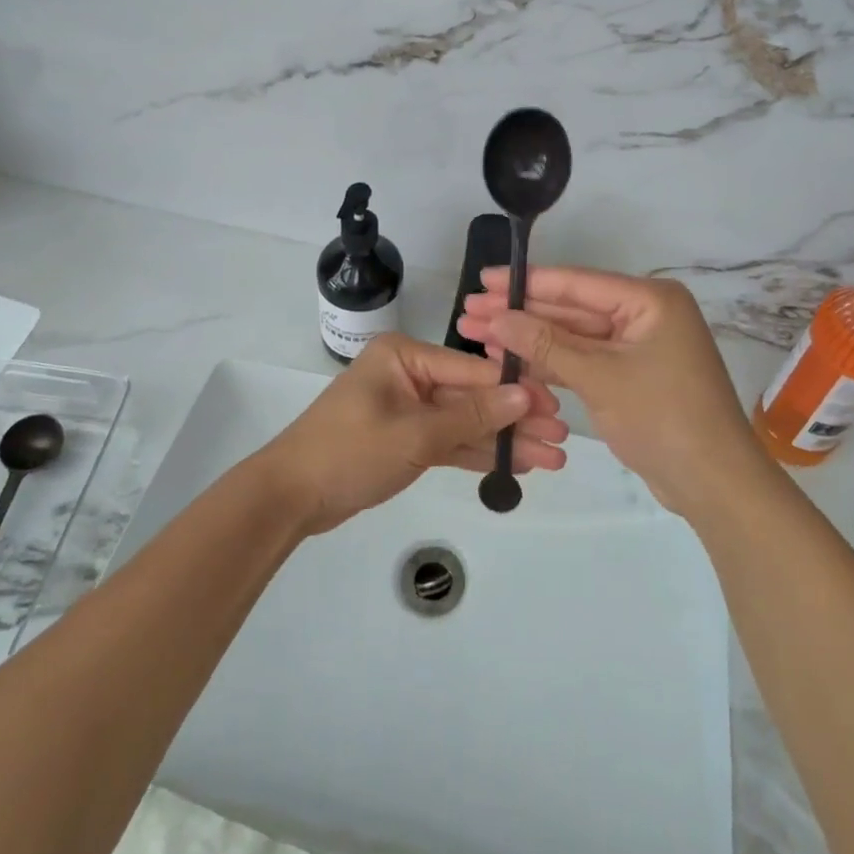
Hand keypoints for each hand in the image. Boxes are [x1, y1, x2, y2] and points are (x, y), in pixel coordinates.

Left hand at [255, 333, 568, 534]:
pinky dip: (477, 453)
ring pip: (465, 422)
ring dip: (504, 440)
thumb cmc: (349, 451)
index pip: (472, 370)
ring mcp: (408, 409)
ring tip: (553, 457)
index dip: (515, 390)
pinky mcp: (406, 440)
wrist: (290, 497)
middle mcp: (409, 375)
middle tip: (563, 437)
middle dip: (515, 419)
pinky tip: (515, 464)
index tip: (556, 406)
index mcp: (405, 356)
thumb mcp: (415, 433)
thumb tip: (525, 396)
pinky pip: (449, 441)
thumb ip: (471, 416)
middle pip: (472, 396)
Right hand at [457, 267, 762, 519]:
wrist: (714, 485)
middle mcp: (643, 315)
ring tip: (477, 335)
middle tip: (469, 311)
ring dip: (529, 338)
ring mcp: (636, 348)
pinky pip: (583, 361)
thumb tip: (497, 316)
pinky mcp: (629, 376)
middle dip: (521, 313)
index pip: (576, 284)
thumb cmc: (663, 417)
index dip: (526, 282)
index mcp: (649, 300)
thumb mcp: (600, 377)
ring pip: (573, 337)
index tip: (484, 278)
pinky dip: (550, 362)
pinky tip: (510, 360)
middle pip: (571, 309)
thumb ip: (546, 343)